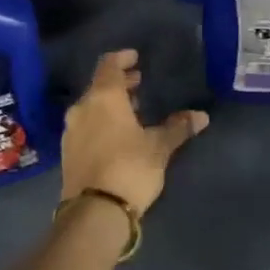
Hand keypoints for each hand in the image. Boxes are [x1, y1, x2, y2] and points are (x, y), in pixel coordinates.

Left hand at [61, 50, 207, 216]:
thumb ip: (178, 128)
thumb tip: (201, 116)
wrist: (94, 212)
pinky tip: (117, 134)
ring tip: (132, 110)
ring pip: (91, 107)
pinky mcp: (68, 152)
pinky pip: (86, 125)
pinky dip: (101, 121)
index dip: (122, 58)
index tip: (135, 57)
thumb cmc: (129, 168)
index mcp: (103, 97)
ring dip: (110, 104)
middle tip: (139, 83)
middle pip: (99, 86)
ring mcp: (71, 131)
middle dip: (119, 83)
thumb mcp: (159, 147)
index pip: (109, 65)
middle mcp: (82, 108)